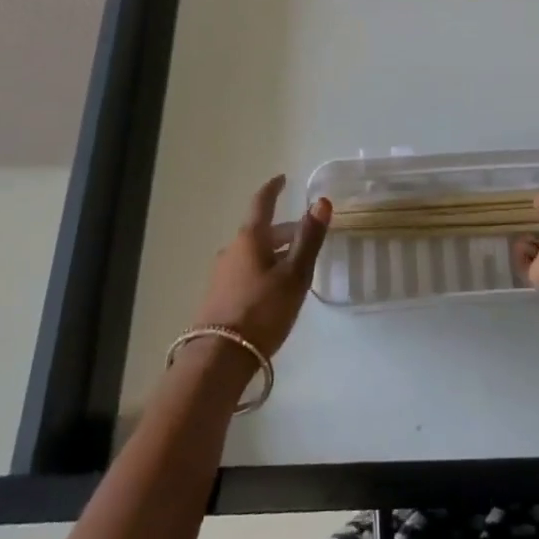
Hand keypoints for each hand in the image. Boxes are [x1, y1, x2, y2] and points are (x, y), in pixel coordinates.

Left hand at [192, 175, 331, 356]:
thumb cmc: (262, 311)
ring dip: (274, 252)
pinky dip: (263, 269)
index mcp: (249, 239)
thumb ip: (308, 239)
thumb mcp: (294, 275)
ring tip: (295, 265)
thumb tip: (321, 201)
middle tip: (306, 235)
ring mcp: (221, 274)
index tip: (282, 179)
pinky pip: (245, 271)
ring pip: (253, 253)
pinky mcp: (218, 297)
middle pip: (261, 232)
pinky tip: (275, 289)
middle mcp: (231, 250)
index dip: (273, 189)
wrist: (219, 358)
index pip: (261, 203)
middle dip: (284, 230)